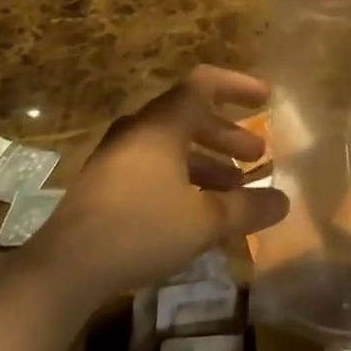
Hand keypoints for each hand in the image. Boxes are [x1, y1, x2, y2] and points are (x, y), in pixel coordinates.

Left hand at [22, 66, 288, 309]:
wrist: (65, 267)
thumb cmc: (141, 228)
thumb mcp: (203, 220)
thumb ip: (246, 208)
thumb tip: (284, 201)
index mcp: (162, 123)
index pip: (205, 84)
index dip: (238, 86)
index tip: (266, 98)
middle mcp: (140, 129)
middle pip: (190, 116)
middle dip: (227, 134)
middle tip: (257, 155)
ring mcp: (118, 155)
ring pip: (172, 144)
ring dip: (207, 160)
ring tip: (234, 188)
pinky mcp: (105, 183)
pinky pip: (154, 165)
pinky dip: (182, 176)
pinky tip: (196, 210)